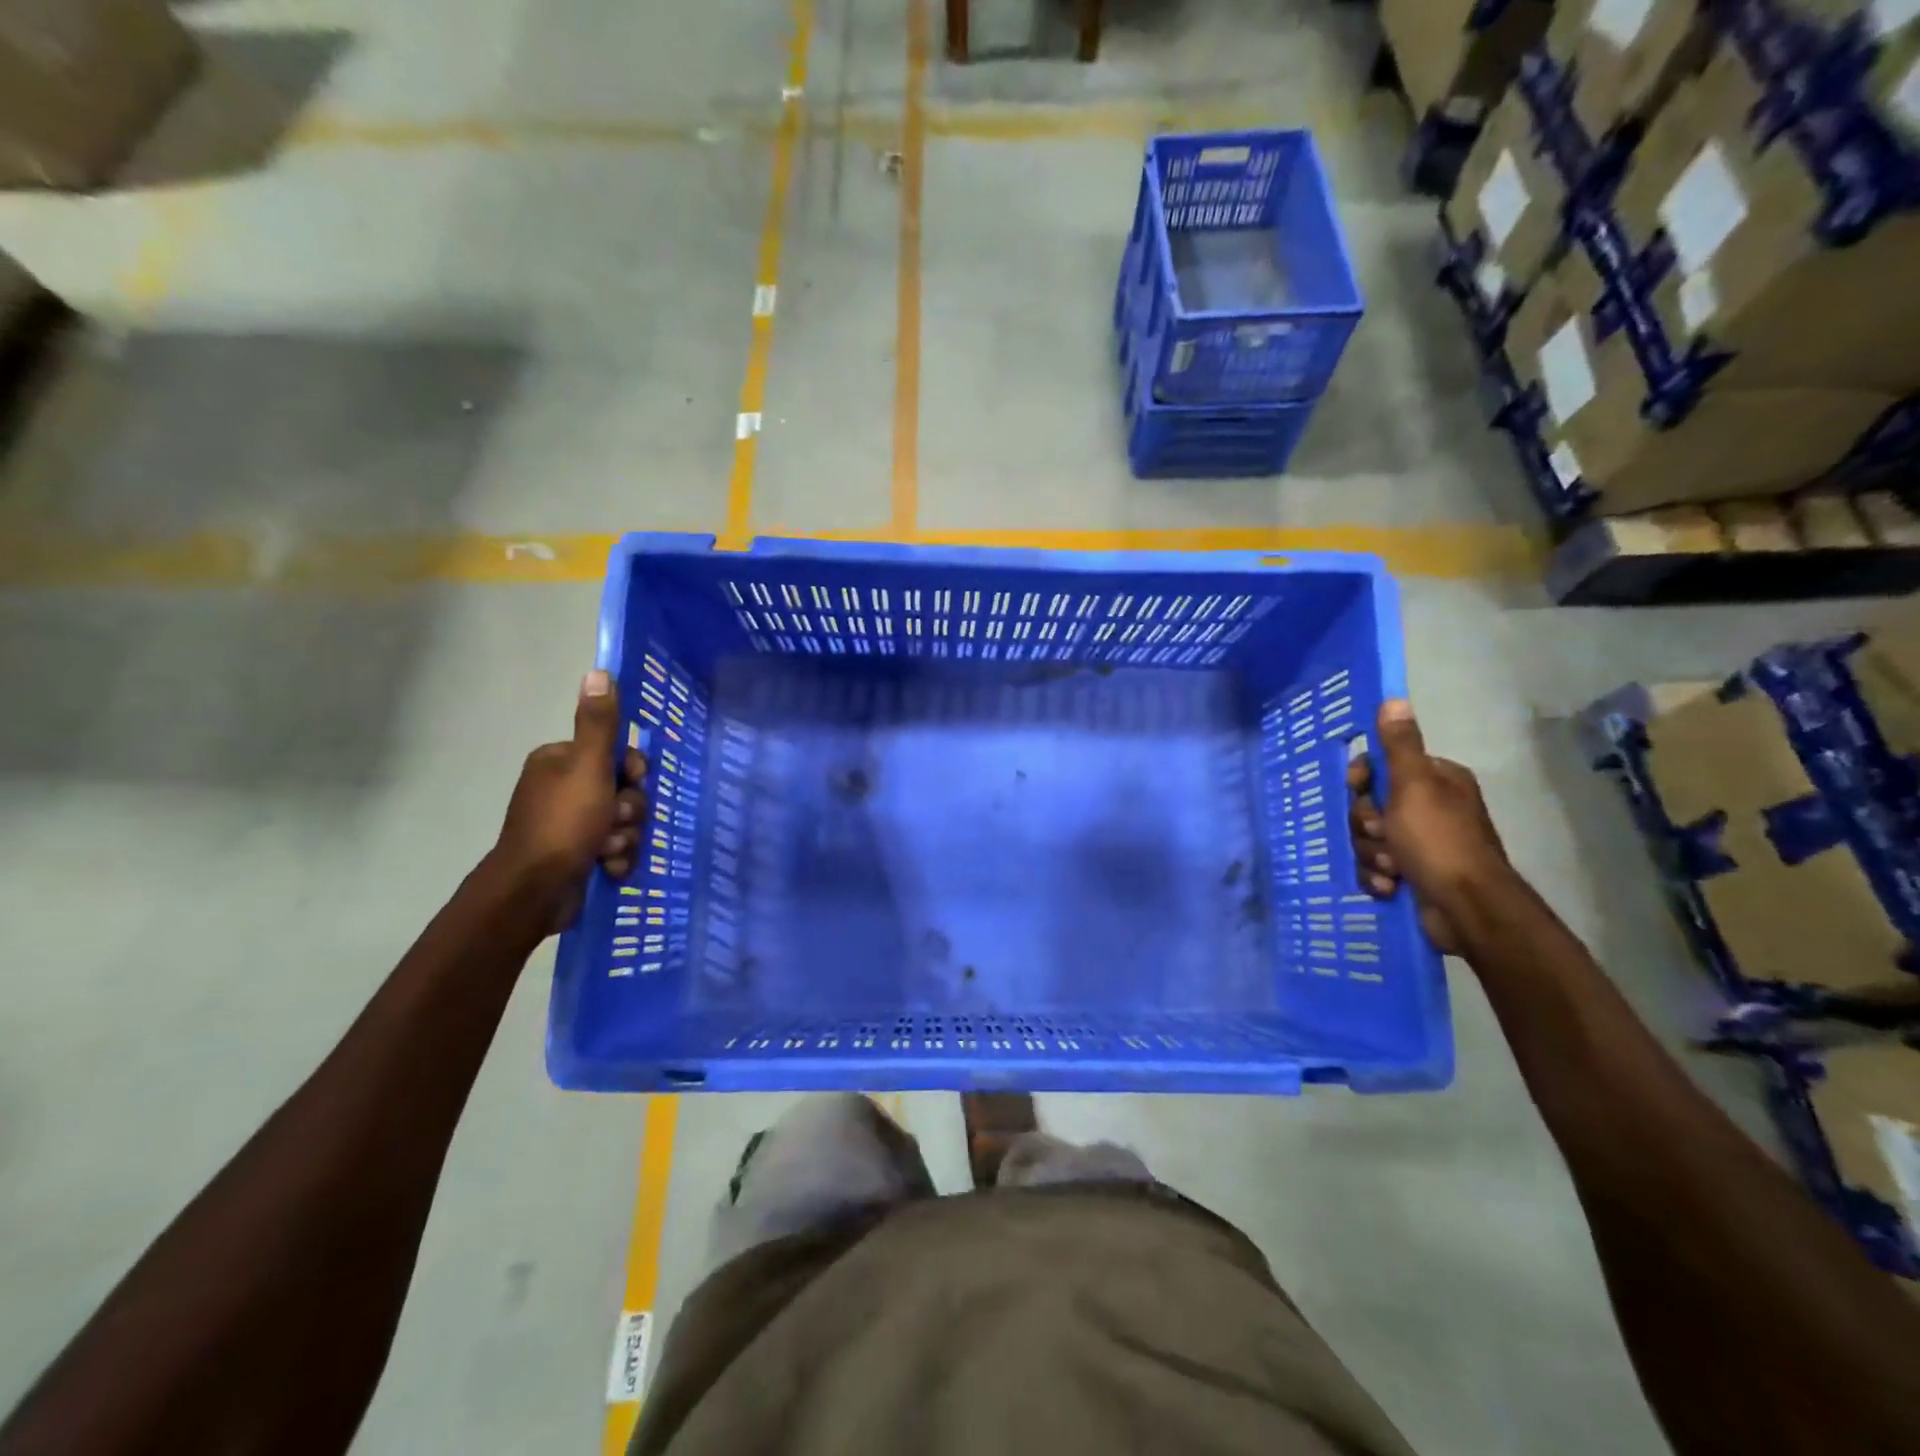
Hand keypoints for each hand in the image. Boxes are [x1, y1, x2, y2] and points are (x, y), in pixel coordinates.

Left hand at [492, 669, 646, 928]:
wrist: (535, 891)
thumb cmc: (564, 822)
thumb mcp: (588, 767)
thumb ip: (599, 723)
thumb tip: (598, 672)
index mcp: (561, 762)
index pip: (615, 754)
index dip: (631, 770)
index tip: (632, 781)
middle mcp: (563, 788)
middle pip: (624, 789)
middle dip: (629, 810)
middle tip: (616, 822)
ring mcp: (570, 824)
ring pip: (625, 822)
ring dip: (625, 837)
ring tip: (607, 850)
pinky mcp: (577, 855)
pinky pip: (616, 849)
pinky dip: (616, 858)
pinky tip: (606, 868)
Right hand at [1347, 699, 1508, 953]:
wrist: (1466, 908)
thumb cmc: (1438, 840)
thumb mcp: (1414, 786)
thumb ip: (1400, 745)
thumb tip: (1394, 699)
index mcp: (1435, 780)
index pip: (1381, 766)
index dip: (1363, 781)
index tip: (1359, 790)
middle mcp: (1430, 807)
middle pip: (1369, 805)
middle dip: (1367, 825)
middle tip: (1381, 836)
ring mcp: (1422, 842)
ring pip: (1368, 838)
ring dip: (1371, 854)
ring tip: (1391, 869)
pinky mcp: (1414, 873)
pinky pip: (1375, 867)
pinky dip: (1378, 877)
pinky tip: (1390, 886)